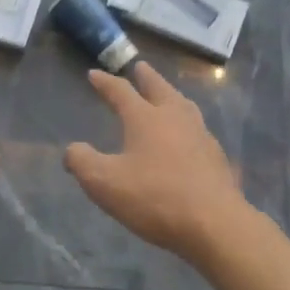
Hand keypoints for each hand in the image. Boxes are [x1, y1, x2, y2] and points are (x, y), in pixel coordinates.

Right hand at [64, 63, 252, 263]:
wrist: (214, 223)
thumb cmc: (155, 198)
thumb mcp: (104, 183)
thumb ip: (82, 162)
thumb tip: (72, 149)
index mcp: (145, 118)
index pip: (121, 91)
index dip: (105, 82)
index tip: (94, 74)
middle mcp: (174, 117)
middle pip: (159, 88)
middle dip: (146, 77)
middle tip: (140, 66)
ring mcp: (200, 135)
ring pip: (183, 105)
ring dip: (171, 95)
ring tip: (167, 95)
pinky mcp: (216, 157)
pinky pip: (198, 129)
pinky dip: (187, 123)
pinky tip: (188, 135)